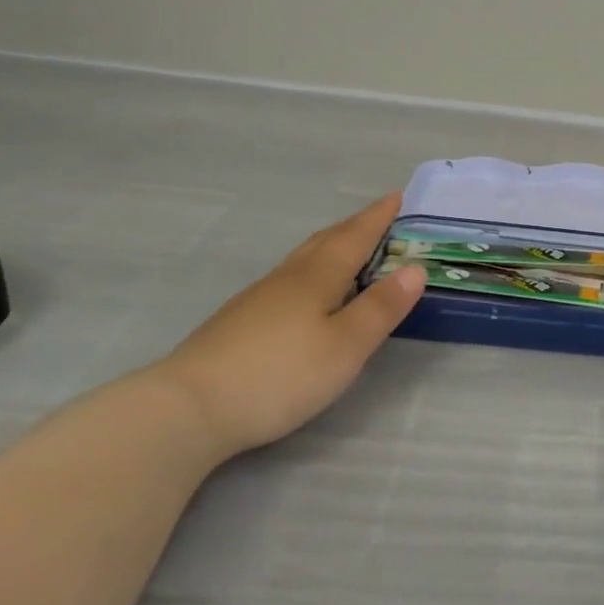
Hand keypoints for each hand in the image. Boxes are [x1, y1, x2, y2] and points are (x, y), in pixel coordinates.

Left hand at [155, 194, 424, 456]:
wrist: (187, 409)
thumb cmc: (280, 375)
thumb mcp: (346, 346)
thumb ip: (381, 308)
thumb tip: (415, 268)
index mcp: (316, 278)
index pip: (354, 238)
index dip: (377, 217)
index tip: (397, 195)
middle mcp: (287, 279)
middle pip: (325, 242)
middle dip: (354, 227)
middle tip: (378, 216)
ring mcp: (257, 300)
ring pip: (302, 260)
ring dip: (330, 246)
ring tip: (348, 248)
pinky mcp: (239, 323)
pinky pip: (288, 280)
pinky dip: (310, 271)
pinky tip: (306, 291)